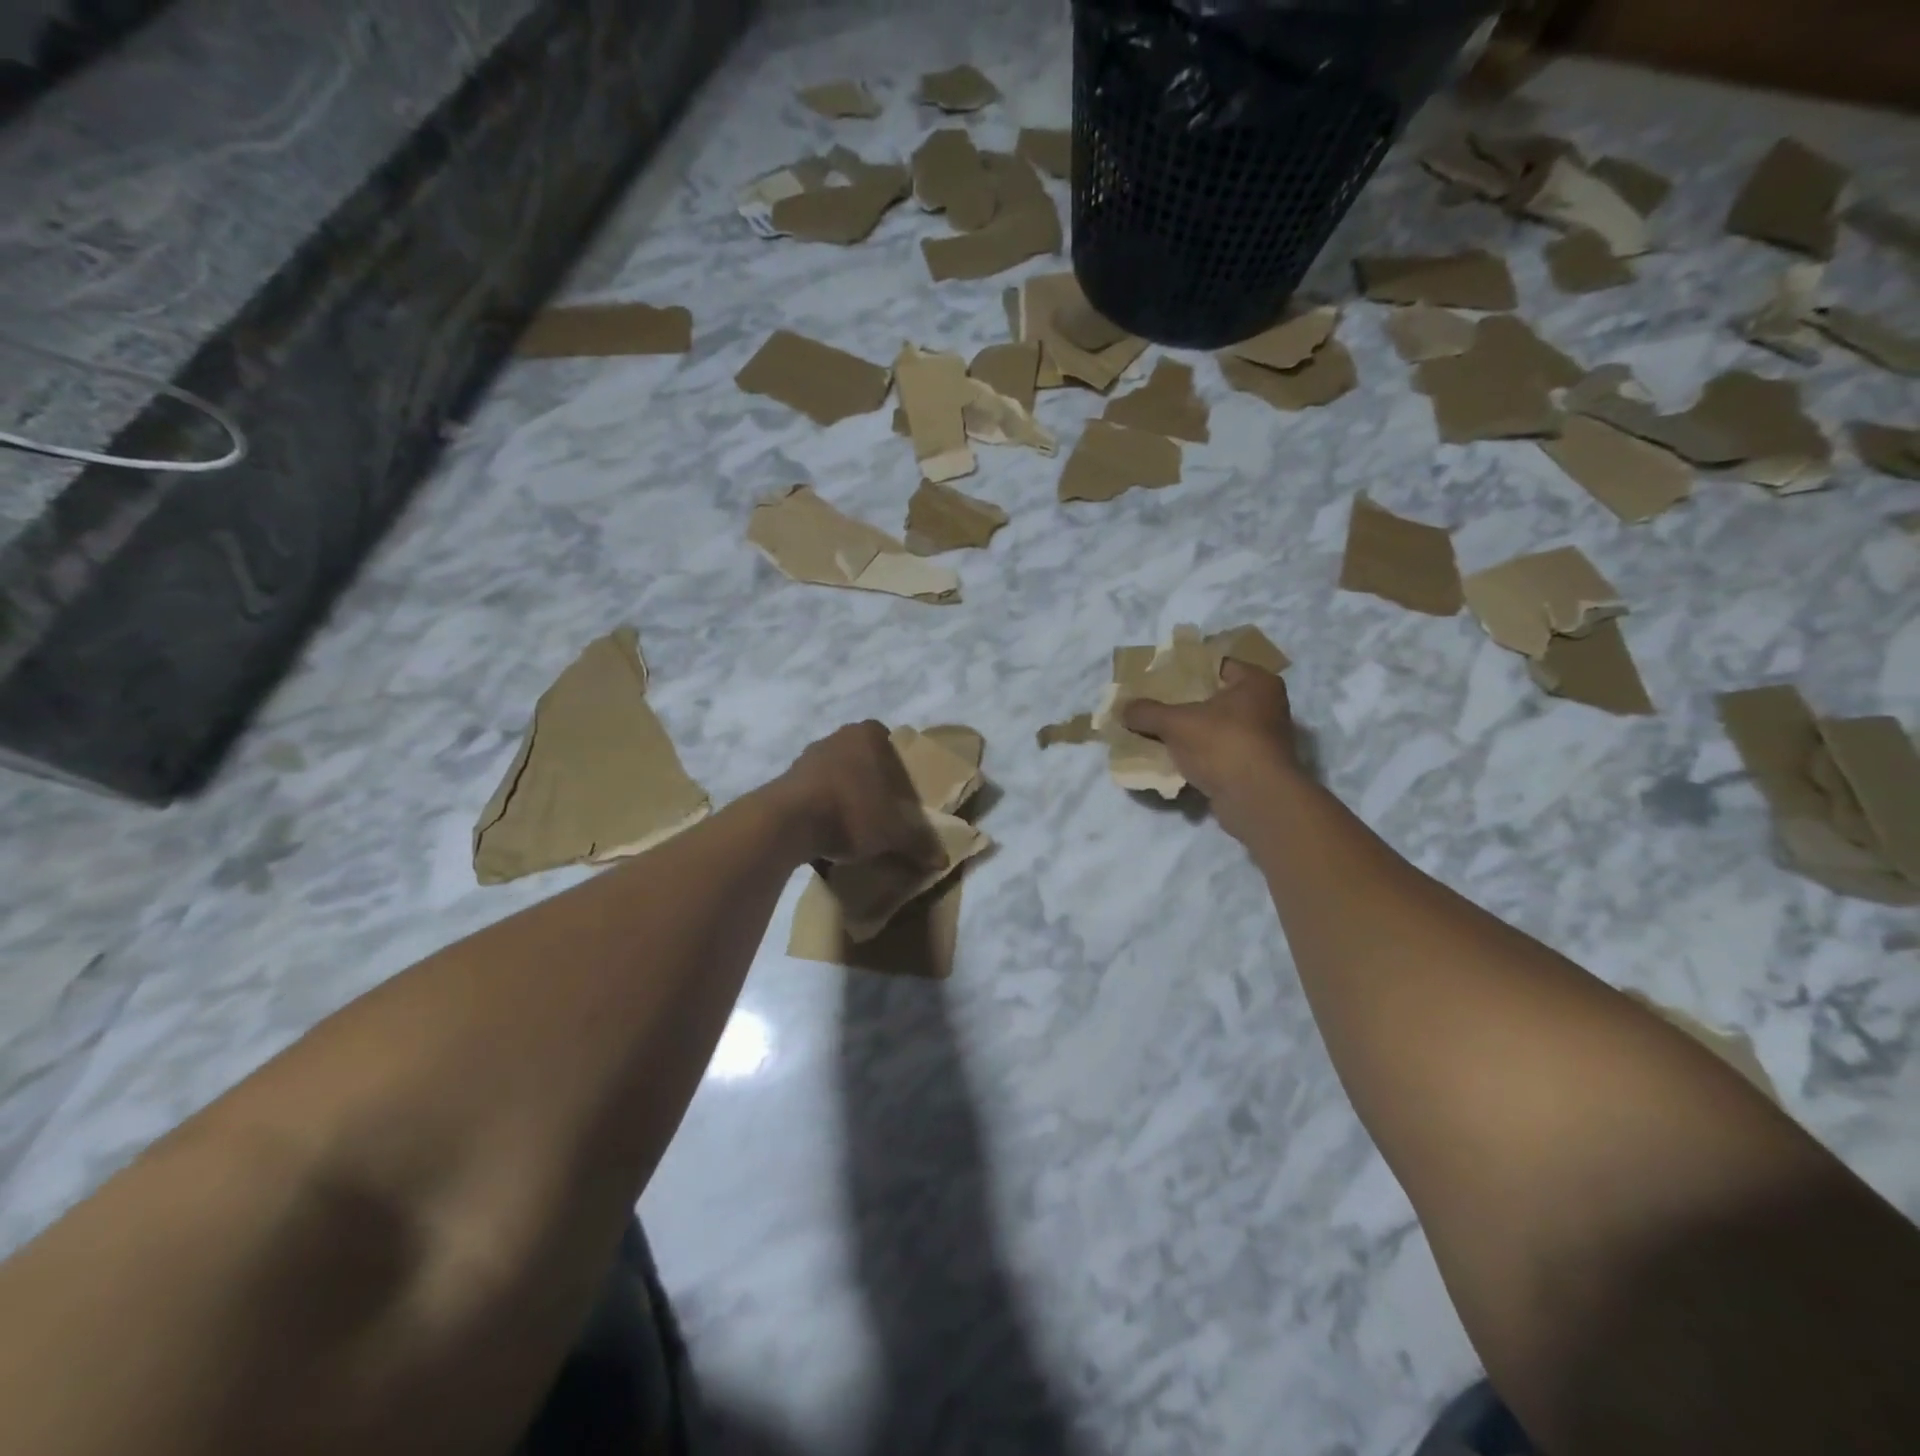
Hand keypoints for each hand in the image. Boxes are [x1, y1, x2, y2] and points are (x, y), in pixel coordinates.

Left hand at [774, 721, 943, 867]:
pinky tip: (828, 834)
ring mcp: (808, 756)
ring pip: (838, 776)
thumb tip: (942, 859)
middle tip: (883, 815)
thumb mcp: (895, 832)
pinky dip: (823, 810)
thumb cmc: (852, 811)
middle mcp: (837, 736)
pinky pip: (814, 793)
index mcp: (868, 735)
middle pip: (865, 761)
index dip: (901, 774)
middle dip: (873, 786)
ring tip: (855, 830)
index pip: (893, 747)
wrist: (788, 823)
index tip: (903, 801)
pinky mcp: (785, 779)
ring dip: (846, 798)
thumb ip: (919, 842)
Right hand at [1122, 662, 1302, 839]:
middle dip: (1182, 704)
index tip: (1157, 677)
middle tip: (1151, 704)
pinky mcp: (1253, 768)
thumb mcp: (1176, 723)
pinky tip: (1170, 760)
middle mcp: (1265, 706)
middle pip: (1214, 698)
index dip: (1184, 669)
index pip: (1215, 665)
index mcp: (1256, 682)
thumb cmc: (1223, 744)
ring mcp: (1261, 740)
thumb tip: (1123, 708)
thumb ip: (1147, 712)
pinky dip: (1196, 756)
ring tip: (1154, 732)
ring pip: (1214, 728)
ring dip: (1188, 733)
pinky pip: (1217, 754)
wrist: (1257, 800)